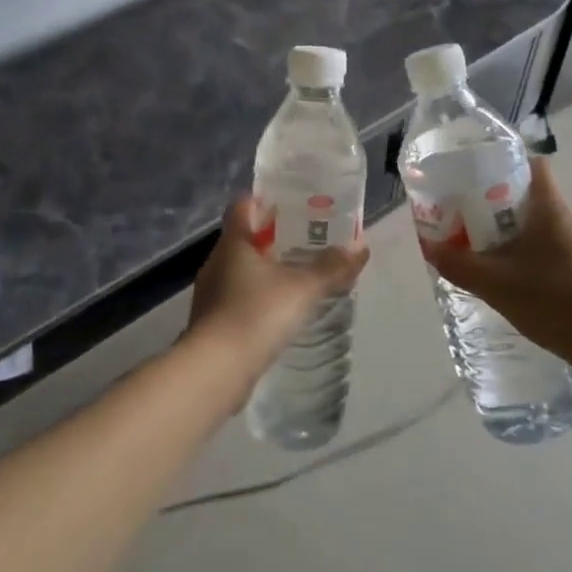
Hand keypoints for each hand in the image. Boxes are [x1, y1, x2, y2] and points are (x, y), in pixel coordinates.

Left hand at [187, 197, 369, 390]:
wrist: (215, 371)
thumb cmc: (256, 315)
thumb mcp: (302, 288)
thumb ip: (331, 267)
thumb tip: (360, 247)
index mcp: (233, 243)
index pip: (243, 207)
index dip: (264, 201)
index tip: (290, 204)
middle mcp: (217, 262)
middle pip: (243, 238)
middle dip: (272, 237)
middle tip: (306, 240)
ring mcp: (211, 293)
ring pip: (240, 270)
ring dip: (265, 270)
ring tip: (297, 276)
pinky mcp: (212, 322)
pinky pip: (237, 298)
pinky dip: (257, 298)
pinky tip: (279, 311)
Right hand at [421, 156, 571, 367]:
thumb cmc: (555, 301)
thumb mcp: (495, 284)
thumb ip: (459, 264)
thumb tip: (430, 247)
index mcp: (551, 208)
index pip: (532, 165)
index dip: (505, 166)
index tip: (478, 183)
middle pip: (534, 199)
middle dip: (502, 212)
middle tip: (474, 231)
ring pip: (547, 230)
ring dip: (522, 241)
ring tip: (496, 266)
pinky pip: (561, 254)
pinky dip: (541, 264)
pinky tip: (527, 291)